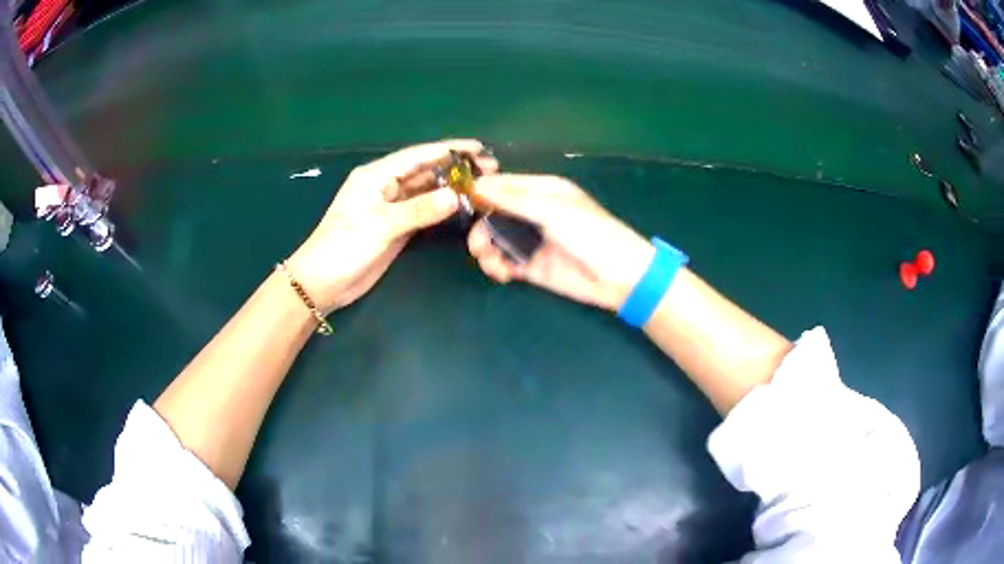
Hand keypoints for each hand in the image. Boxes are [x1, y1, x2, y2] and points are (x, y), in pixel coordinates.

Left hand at [288, 140, 497, 312]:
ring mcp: (392, 207)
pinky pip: (424, 211)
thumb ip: (419, 210)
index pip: (419, 156)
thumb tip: (456, 196)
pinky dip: (443, 207)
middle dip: (456, 168)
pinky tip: (463, 206)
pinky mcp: (396, 227)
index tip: (479, 147)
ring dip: (452, 187)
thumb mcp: (380, 225)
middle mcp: (386, 185)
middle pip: (426, 171)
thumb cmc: (343, 247)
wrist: (322, 283)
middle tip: (491, 169)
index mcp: (377, 175)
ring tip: (483, 186)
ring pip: (427, 191)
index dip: (450, 149)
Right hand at [468, 174, 654, 311]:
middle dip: (482, 228)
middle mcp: (533, 211)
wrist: (619, 278)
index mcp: (542, 190)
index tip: (459, 203)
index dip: (480, 192)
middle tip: (480, 246)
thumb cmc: (592, 234)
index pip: (503, 185)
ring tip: (493, 263)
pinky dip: (497, 266)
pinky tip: (503, 274)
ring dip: (486, 249)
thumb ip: (513, 200)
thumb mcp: (553, 211)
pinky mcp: (531, 266)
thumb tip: (476, 185)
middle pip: (493, 213)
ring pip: (495, 239)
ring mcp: (532, 239)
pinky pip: (504, 261)